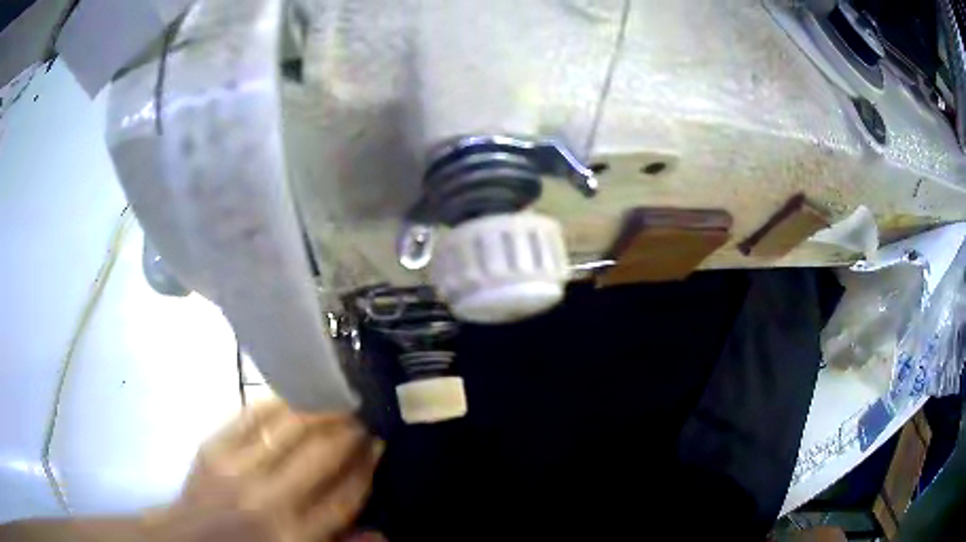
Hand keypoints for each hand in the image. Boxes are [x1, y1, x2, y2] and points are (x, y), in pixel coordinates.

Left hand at [148, 399, 382, 541]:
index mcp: (297, 535)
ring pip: (289, 427)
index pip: (345, 494)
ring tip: (336, 397)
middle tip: (363, 413)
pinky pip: (250, 415)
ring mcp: (238, 468)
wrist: (189, 541)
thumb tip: (385, 532)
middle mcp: (271, 499)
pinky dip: (277, 401)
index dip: (366, 465)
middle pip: (321, 454)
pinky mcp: (213, 447)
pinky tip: (294, 393)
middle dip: (349, 430)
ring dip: (318, 408)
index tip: (380, 442)